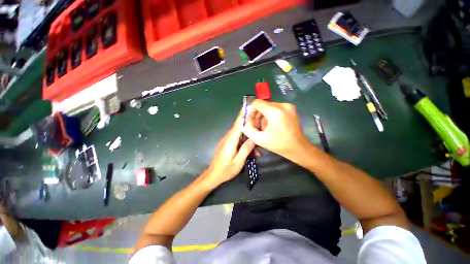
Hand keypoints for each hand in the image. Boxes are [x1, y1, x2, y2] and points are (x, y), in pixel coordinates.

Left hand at [202, 110, 255, 188]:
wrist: (212, 176)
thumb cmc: (225, 170)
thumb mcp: (238, 162)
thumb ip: (245, 149)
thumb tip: (253, 138)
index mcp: (230, 140)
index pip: (238, 125)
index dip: (243, 115)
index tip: (248, 107)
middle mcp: (228, 138)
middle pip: (239, 127)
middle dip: (248, 124)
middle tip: (259, 122)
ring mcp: (227, 141)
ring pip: (239, 134)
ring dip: (248, 136)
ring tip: (258, 144)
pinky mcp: (227, 145)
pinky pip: (237, 140)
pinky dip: (244, 142)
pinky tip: (252, 150)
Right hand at [242, 100, 309, 159]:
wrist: (298, 148)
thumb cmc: (279, 145)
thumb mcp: (259, 139)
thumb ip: (248, 129)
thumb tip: (245, 121)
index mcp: (275, 112)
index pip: (257, 103)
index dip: (251, 111)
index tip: (251, 121)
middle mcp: (283, 105)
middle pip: (263, 105)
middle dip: (257, 115)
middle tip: (256, 126)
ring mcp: (288, 106)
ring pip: (269, 107)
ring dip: (263, 116)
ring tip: (264, 128)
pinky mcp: (291, 109)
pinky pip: (275, 108)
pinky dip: (270, 115)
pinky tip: (271, 125)